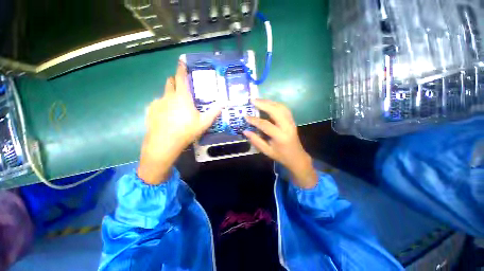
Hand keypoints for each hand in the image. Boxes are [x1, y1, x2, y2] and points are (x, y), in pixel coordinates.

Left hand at [138, 61, 220, 184]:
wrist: (164, 144)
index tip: (181, 61)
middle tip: (181, 86)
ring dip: (170, 95)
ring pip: (164, 93)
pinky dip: (163, 105)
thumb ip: (214, 112)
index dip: (181, 68)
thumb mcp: (204, 123)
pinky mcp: (150, 111)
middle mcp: (168, 96)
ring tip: (175, 106)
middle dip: (175, 80)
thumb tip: (223, 103)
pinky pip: (157, 103)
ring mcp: (157, 103)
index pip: (181, 78)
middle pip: (170, 82)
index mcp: (182, 97)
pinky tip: (166, 115)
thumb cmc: (186, 131)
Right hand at [243, 100, 317, 188]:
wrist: (297, 157)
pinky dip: (275, 104)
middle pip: (276, 111)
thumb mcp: (267, 151)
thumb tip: (245, 131)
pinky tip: (268, 103)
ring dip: (269, 102)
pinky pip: (284, 108)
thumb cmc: (281, 155)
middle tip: (252, 100)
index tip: (246, 116)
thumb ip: (256, 141)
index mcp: (281, 136)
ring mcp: (291, 122)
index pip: (266, 125)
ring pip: (281, 107)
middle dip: (264, 104)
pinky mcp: (292, 120)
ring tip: (258, 100)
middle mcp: (287, 126)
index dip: (255, 120)